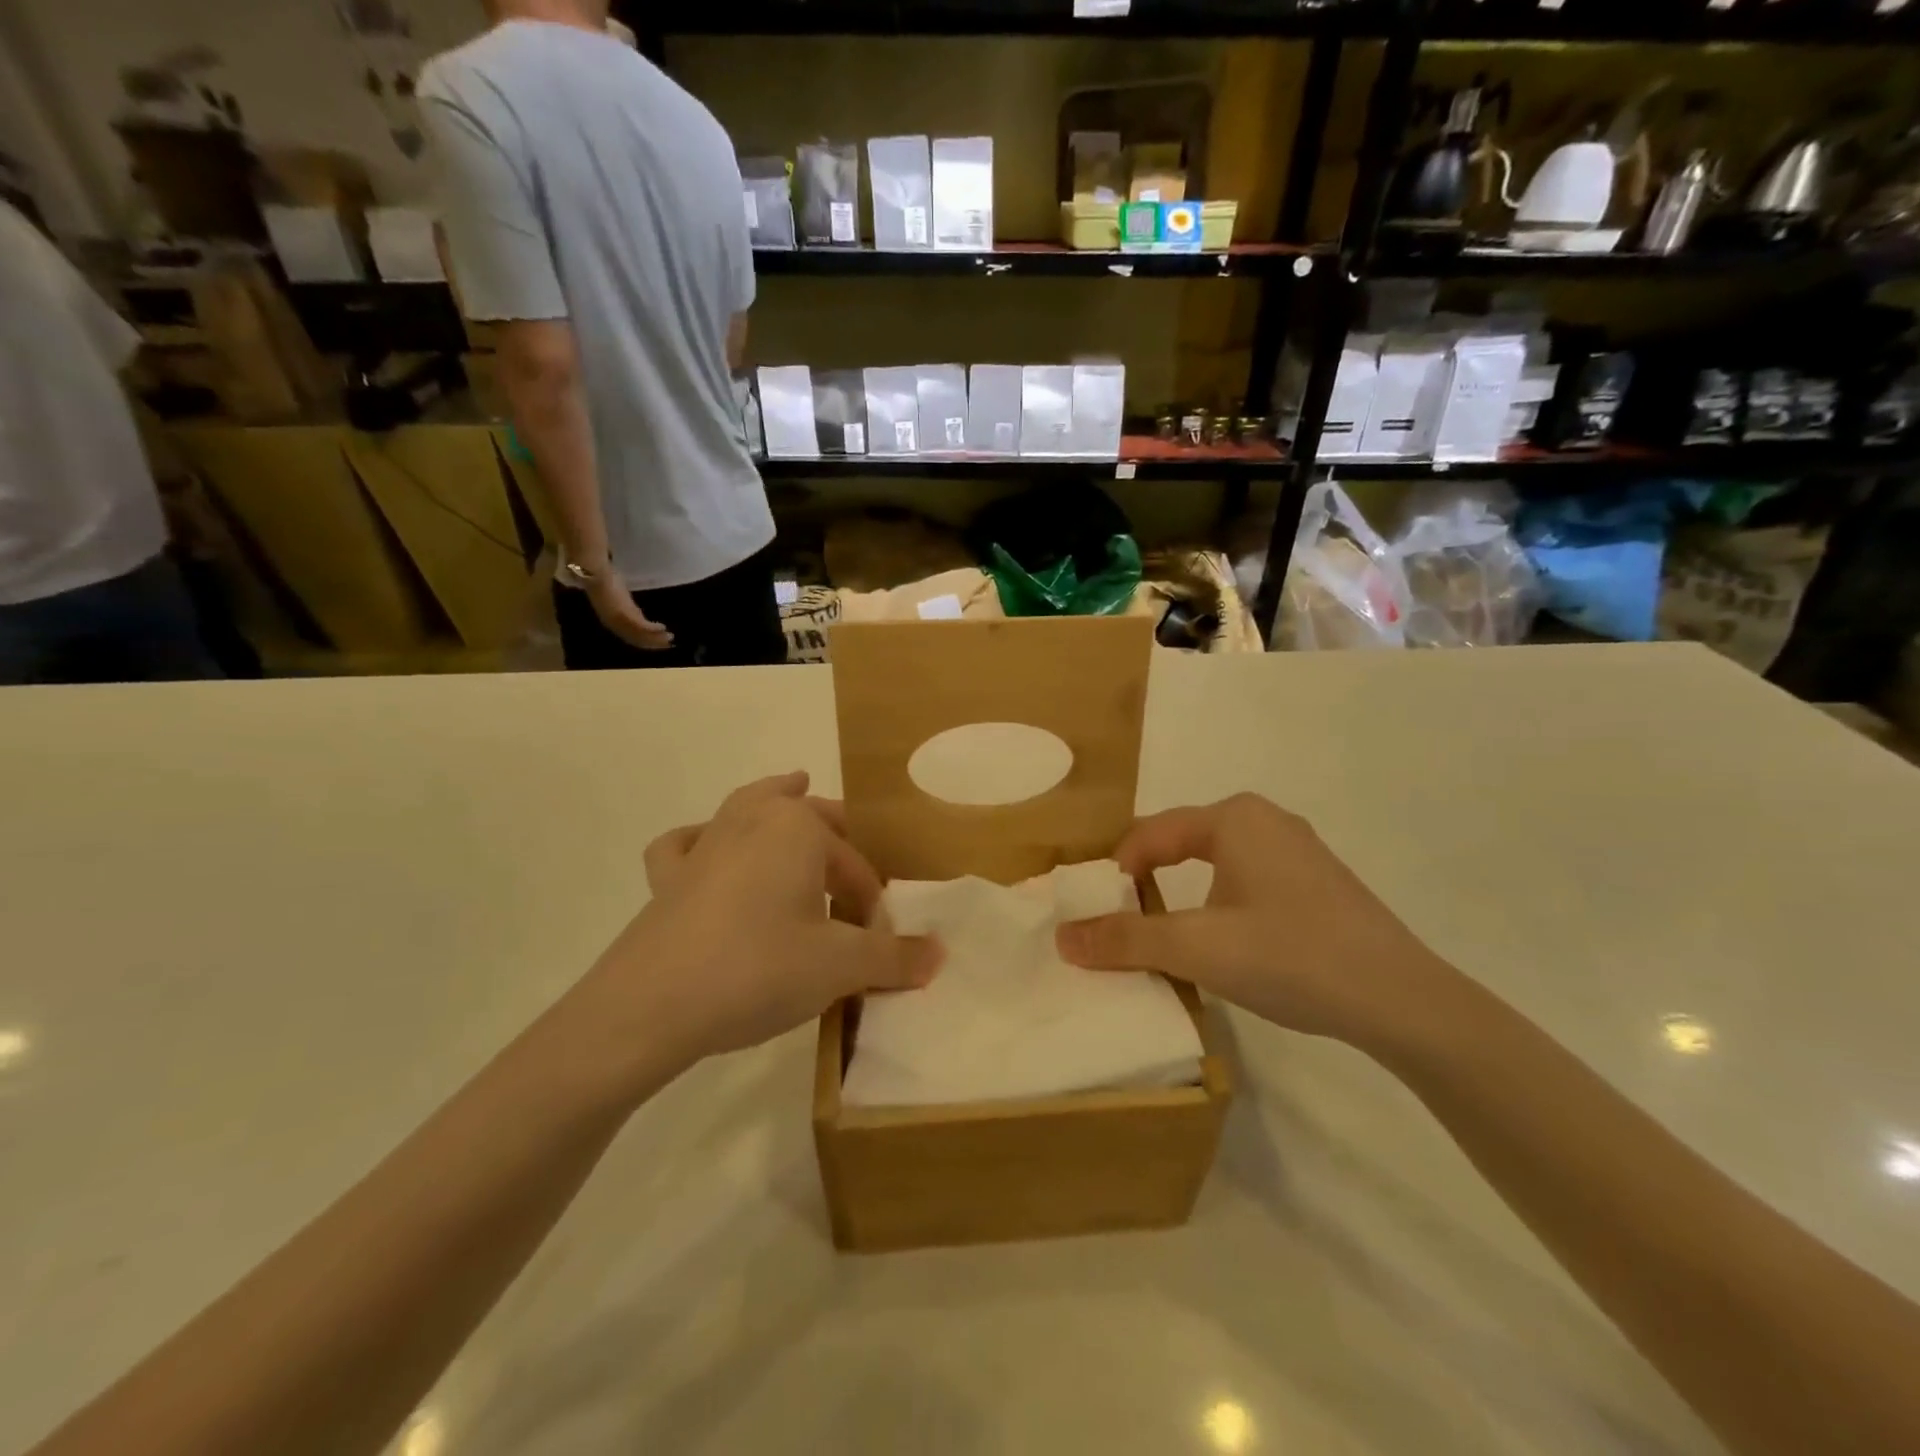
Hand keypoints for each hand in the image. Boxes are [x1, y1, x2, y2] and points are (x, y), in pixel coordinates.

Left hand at [577, 773, 941, 1082]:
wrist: (649, 1008)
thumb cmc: (757, 969)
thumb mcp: (839, 966)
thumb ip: (893, 957)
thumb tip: (939, 953)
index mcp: (796, 829)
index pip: (854, 866)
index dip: (872, 905)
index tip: (876, 946)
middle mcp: (750, 822)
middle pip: (806, 815)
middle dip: (836, 836)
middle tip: (854, 864)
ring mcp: (704, 847)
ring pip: (746, 809)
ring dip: (773, 802)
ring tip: (792, 788)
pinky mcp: (666, 880)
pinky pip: (686, 845)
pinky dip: (701, 839)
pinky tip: (706, 849)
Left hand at [589, 577, 673, 650]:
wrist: (595, 573)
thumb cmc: (603, 580)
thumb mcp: (618, 598)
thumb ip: (627, 608)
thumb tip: (638, 614)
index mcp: (611, 621)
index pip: (630, 636)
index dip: (644, 641)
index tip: (658, 643)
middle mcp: (614, 624)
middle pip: (636, 639)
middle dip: (653, 643)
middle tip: (668, 644)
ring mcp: (619, 619)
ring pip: (640, 635)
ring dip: (656, 638)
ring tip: (670, 637)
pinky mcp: (624, 613)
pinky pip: (641, 625)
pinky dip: (653, 628)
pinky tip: (663, 627)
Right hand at [1055, 793, 1448, 1046]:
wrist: (1404, 1001)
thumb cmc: (1292, 956)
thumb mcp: (1197, 949)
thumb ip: (1126, 940)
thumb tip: (1063, 937)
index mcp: (1233, 818)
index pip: (1149, 834)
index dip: (1115, 875)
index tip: (1099, 919)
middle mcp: (1264, 820)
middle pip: (1179, 845)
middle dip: (1146, 885)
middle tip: (1124, 929)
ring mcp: (1296, 850)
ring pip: (1213, 865)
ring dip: (1181, 899)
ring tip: (1168, 941)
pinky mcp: (1316, 883)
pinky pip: (1245, 881)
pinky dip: (1217, 906)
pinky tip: (1225, 945)